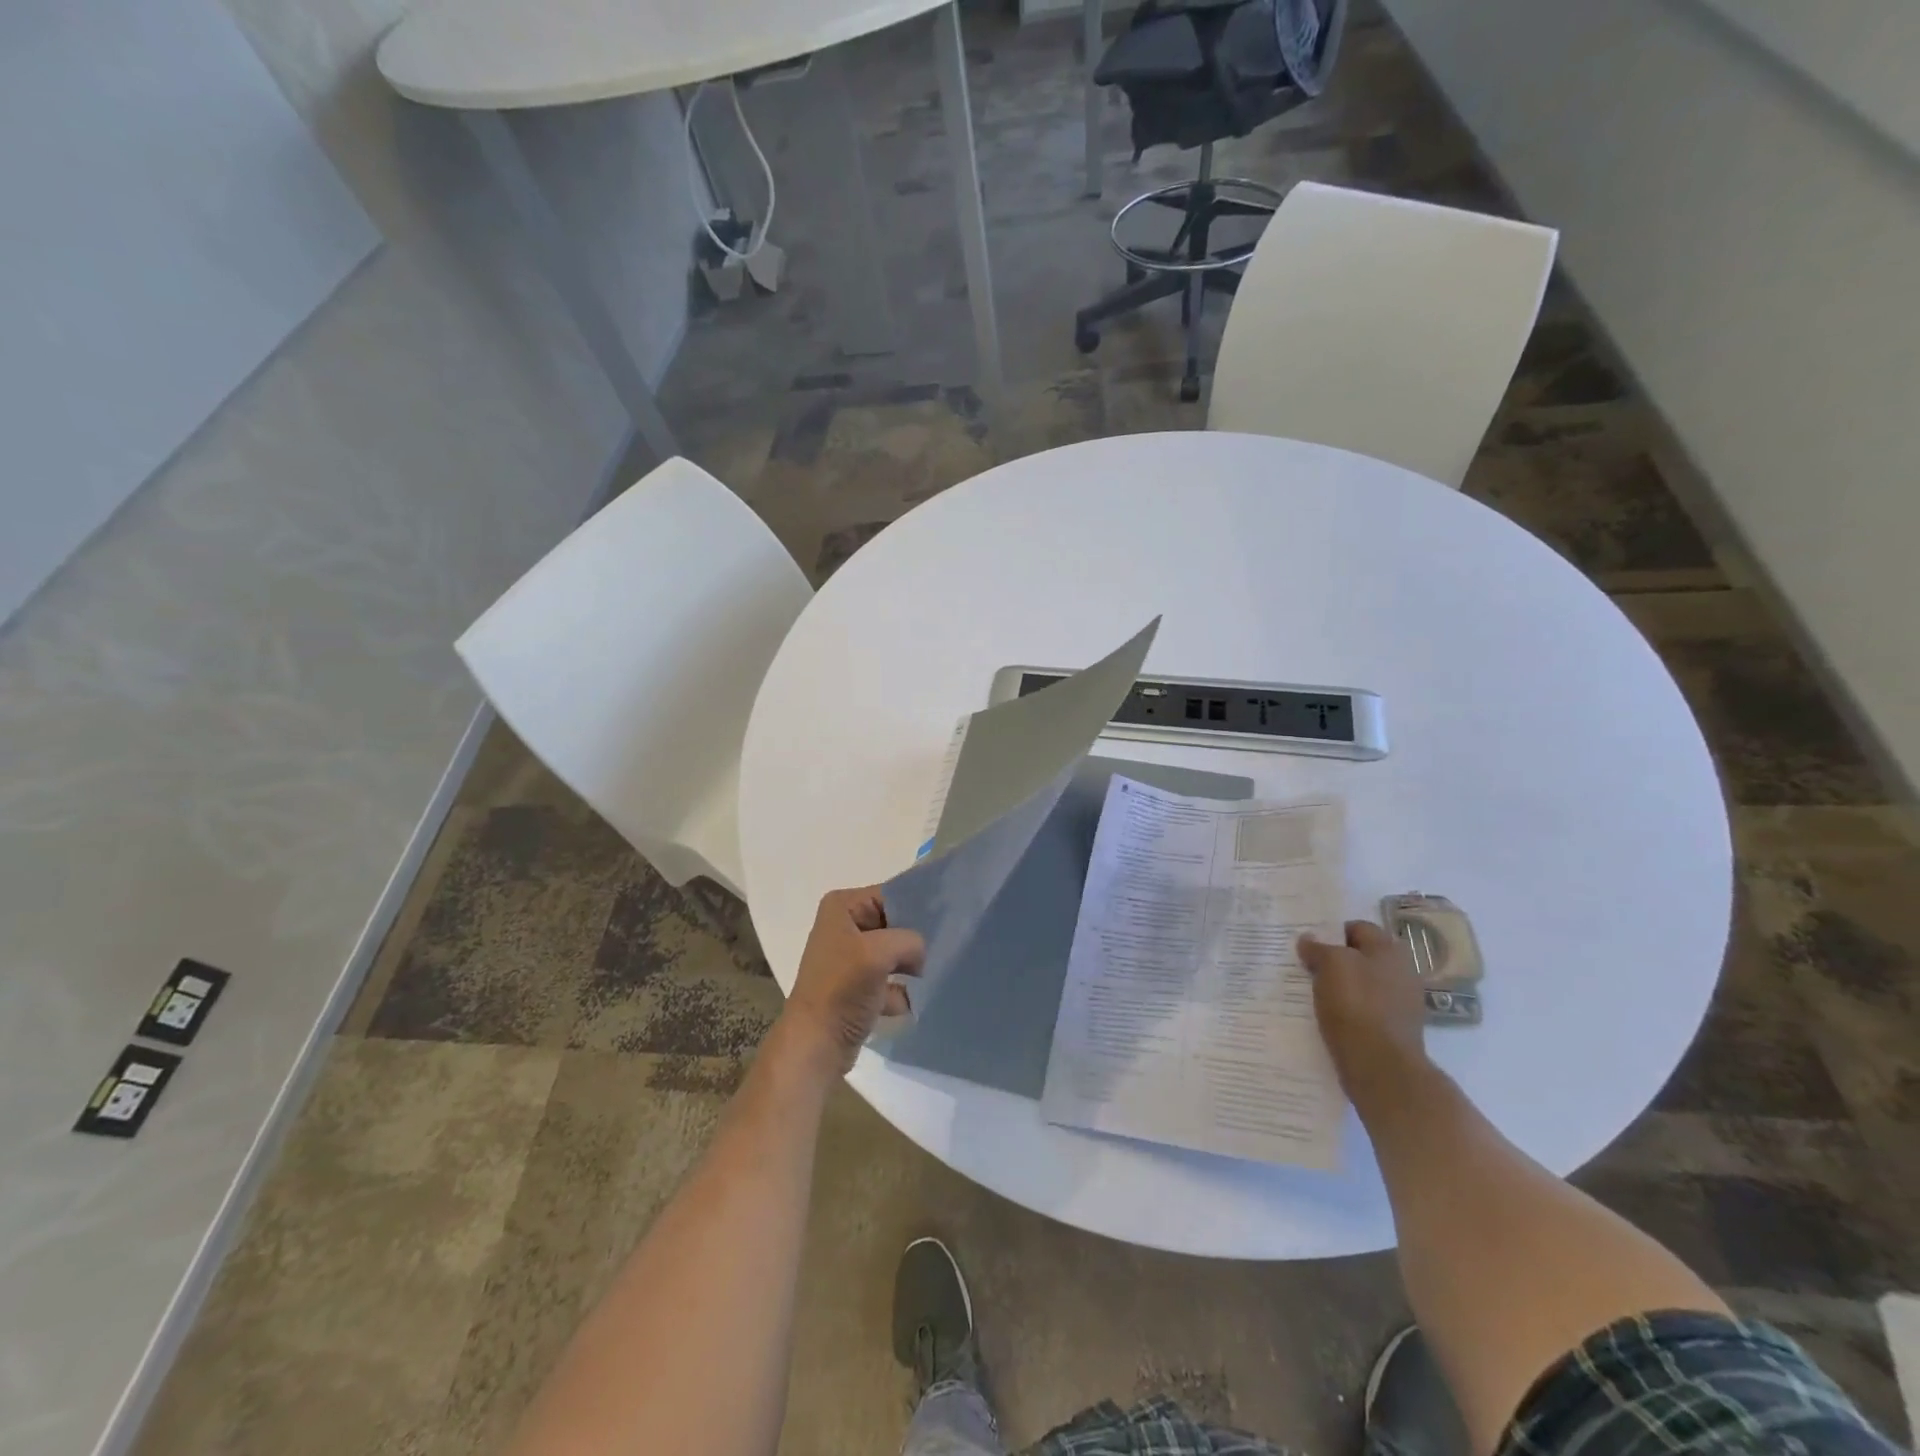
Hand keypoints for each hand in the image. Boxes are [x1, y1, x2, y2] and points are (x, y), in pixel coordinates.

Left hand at [778, 887, 925, 1077]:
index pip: (890, 896)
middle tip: (943, 949)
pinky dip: (901, 990)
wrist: (816, 1044)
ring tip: (932, 974)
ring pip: (894, 952)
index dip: (916, 908)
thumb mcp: (879, 952)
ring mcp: (849, 958)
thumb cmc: (842, 989)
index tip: (947, 921)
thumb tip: (921, 955)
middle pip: (894, 923)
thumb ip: (910, 940)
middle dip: (915, 940)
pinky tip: (914, 1001)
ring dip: (910, 966)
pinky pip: (889, 979)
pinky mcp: (856, 986)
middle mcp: (843, 927)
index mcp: (842, 907)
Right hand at [1298, 920, 1429, 1106]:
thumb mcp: (1330, 965)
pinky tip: (1329, 1017)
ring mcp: (1401, 1003)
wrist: (1381, 1067)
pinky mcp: (1394, 1030)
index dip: (1332, 933)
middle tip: (1308, 968)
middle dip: (1336, 960)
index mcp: (1390, 950)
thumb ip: (1318, 947)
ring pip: (1362, 984)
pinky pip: (1365, 1010)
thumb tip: (1308, 939)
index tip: (1309, 944)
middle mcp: (1402, 972)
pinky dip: (1348, 1011)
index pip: (1358, 928)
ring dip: (1341, 987)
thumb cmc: (1356, 1005)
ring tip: (1313, 994)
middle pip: (1361, 957)